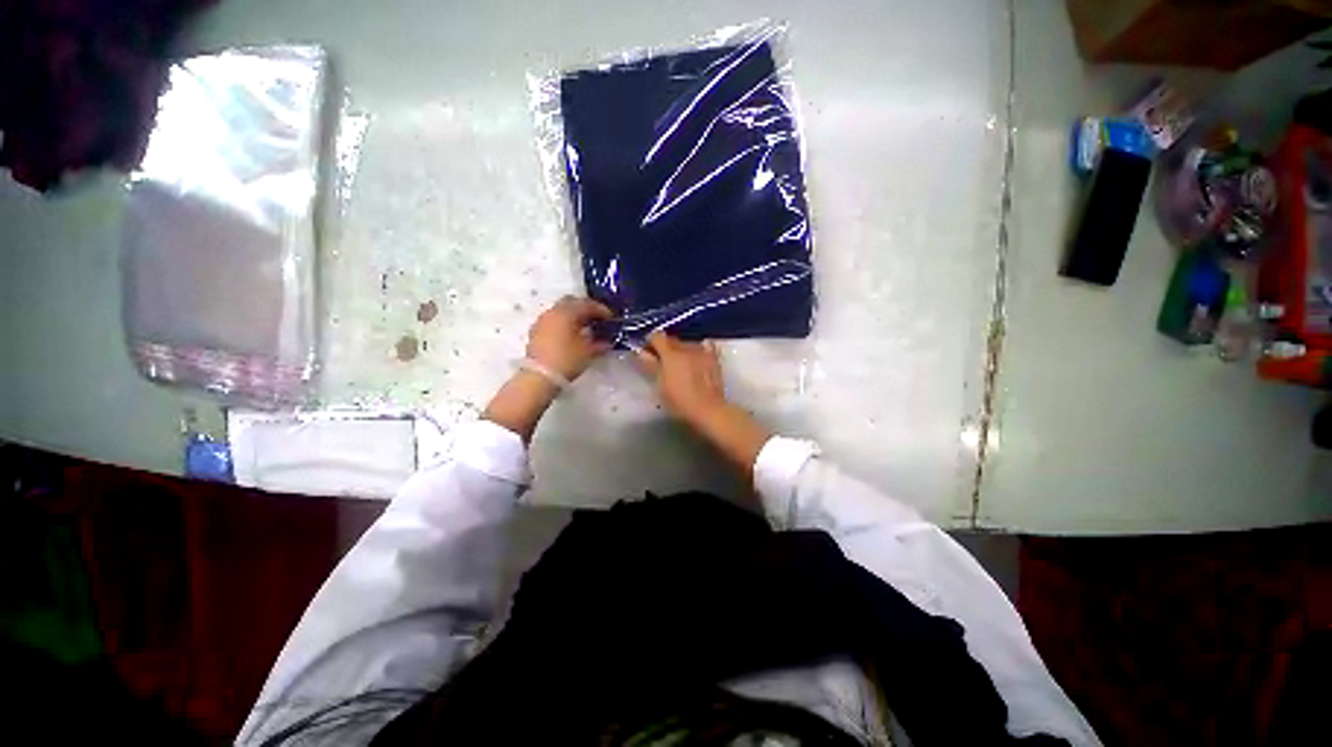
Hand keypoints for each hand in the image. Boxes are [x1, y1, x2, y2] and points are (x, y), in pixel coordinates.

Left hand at [484, 296, 611, 442]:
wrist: (539, 376)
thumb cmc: (566, 360)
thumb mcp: (588, 352)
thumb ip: (600, 344)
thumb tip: (607, 342)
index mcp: (567, 312)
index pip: (587, 304)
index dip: (601, 309)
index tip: (610, 318)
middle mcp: (553, 312)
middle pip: (572, 302)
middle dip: (585, 308)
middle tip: (597, 319)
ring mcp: (542, 320)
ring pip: (561, 310)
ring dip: (573, 315)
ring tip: (585, 328)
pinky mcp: (536, 331)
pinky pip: (553, 320)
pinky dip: (564, 323)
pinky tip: (571, 335)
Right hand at [636, 331, 769, 479]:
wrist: (708, 409)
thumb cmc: (680, 401)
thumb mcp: (660, 385)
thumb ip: (650, 365)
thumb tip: (641, 352)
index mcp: (670, 353)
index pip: (656, 336)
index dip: (650, 343)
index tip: (649, 353)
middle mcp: (686, 347)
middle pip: (672, 340)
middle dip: (665, 348)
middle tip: (664, 363)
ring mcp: (702, 350)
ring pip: (687, 343)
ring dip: (681, 350)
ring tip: (682, 366)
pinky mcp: (714, 357)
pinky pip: (703, 347)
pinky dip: (697, 350)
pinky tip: (697, 360)